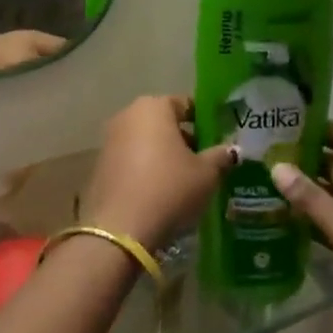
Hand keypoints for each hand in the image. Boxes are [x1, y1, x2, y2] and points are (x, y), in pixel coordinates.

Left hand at [81, 96, 235, 252]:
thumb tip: (232, 150)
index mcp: (154, 107)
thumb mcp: (206, 174)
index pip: (185, 104)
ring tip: (184, 180)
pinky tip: (160, 192)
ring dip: (163, 155)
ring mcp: (109, 140)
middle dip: (183, 138)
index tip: (218, 139)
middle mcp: (127, 115)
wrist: (121, 228)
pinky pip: (131, 160)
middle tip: (204, 161)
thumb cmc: (169, 189)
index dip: (204, 120)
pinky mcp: (100, 166)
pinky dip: (146, 169)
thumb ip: (220, 156)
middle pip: (163, 122)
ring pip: (146, 141)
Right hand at [272, 125, 332, 332]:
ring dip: (301, 187)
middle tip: (257, 149)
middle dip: (300, 157)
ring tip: (258, 175)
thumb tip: (275, 166)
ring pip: (329, 192)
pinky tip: (276, 211)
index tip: (276, 120)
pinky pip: (329, 218)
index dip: (312, 127)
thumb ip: (310, 198)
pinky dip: (307, 215)